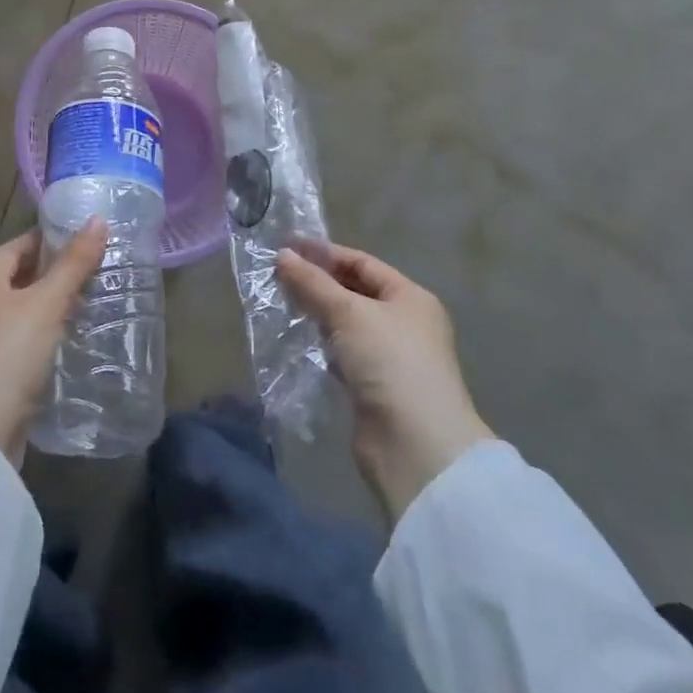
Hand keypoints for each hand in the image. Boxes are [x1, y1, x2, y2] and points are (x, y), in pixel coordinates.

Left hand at [0, 220, 106, 466]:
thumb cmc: (7, 354)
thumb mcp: (45, 303)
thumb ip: (73, 263)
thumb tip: (98, 219)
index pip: (21, 244)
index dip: (52, 236)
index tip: (89, 235)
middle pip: (25, 277)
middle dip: (61, 271)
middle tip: (104, 266)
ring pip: (32, 311)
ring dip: (61, 305)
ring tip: (102, 298)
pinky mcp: (3, 373)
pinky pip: (34, 341)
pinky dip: (56, 335)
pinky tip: (83, 338)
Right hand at [278, 244, 493, 521]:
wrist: (415, 445)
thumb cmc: (389, 362)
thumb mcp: (348, 313)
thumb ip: (312, 283)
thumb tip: (281, 255)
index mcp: (409, 296)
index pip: (362, 262)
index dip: (324, 253)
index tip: (285, 246)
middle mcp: (404, 322)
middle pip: (354, 291)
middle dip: (318, 283)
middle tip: (277, 275)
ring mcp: (390, 356)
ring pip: (346, 324)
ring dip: (318, 314)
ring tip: (281, 303)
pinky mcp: (374, 386)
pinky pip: (343, 353)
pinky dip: (322, 345)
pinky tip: (299, 341)